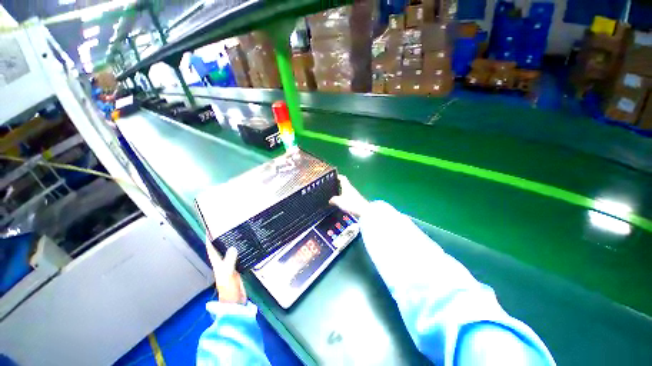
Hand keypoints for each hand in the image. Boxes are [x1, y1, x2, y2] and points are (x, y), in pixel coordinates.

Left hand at [205, 236, 246, 303]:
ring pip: (229, 252)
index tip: (210, 231)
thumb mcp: (228, 274)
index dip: (210, 241)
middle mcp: (222, 264)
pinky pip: (238, 256)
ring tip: (235, 234)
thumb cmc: (229, 288)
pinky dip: (239, 250)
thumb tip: (232, 247)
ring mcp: (230, 266)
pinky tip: (245, 246)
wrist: (236, 301)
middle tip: (226, 229)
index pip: (212, 250)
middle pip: (220, 250)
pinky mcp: (237, 268)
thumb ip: (230, 261)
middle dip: (220, 240)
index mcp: (218, 265)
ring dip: (230, 244)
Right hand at [329, 175, 369, 217]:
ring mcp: (354, 194)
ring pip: (346, 191)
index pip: (342, 178)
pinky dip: (344, 198)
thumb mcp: (339, 202)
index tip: (334, 177)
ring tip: (335, 196)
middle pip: (344, 184)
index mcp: (346, 186)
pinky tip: (341, 203)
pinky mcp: (356, 200)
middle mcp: (351, 188)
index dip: (338, 176)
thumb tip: (330, 200)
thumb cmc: (351, 203)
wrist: (363, 210)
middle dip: (339, 185)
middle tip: (332, 187)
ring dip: (341, 192)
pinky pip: (348, 197)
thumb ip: (333, 200)